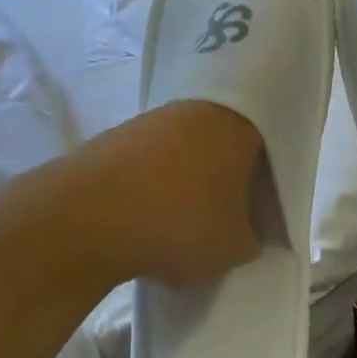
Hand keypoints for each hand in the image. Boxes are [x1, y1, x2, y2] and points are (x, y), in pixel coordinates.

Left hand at [85, 101, 265, 287]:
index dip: (268, 176)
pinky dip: (156, 178)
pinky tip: (149, 212)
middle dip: (228, 174)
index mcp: (239, 125)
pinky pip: (153, 154)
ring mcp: (156, 117)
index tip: (260, 207)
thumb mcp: (232, 248)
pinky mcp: (120, 132)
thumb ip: (251, 238)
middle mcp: (201, 109)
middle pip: (226, 139)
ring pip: (188, 145)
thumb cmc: (178, 223)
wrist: (87, 215)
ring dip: (190, 176)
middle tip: (227, 213)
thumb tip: (249, 233)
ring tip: (184, 217)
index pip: (269, 142)